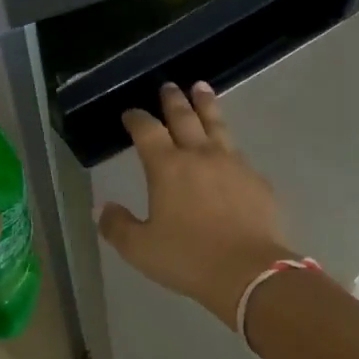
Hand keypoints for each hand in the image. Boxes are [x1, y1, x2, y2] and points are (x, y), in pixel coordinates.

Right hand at [97, 83, 290, 326]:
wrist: (249, 272)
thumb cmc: (189, 258)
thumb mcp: (141, 249)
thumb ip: (117, 226)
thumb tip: (101, 208)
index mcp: (167, 167)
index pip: (147, 130)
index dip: (136, 118)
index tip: (130, 113)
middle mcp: (199, 155)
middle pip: (184, 117)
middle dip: (173, 100)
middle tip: (169, 85)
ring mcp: (232, 163)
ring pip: (216, 124)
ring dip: (206, 104)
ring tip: (201, 88)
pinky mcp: (256, 179)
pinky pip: (239, 153)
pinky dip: (229, 143)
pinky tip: (230, 148)